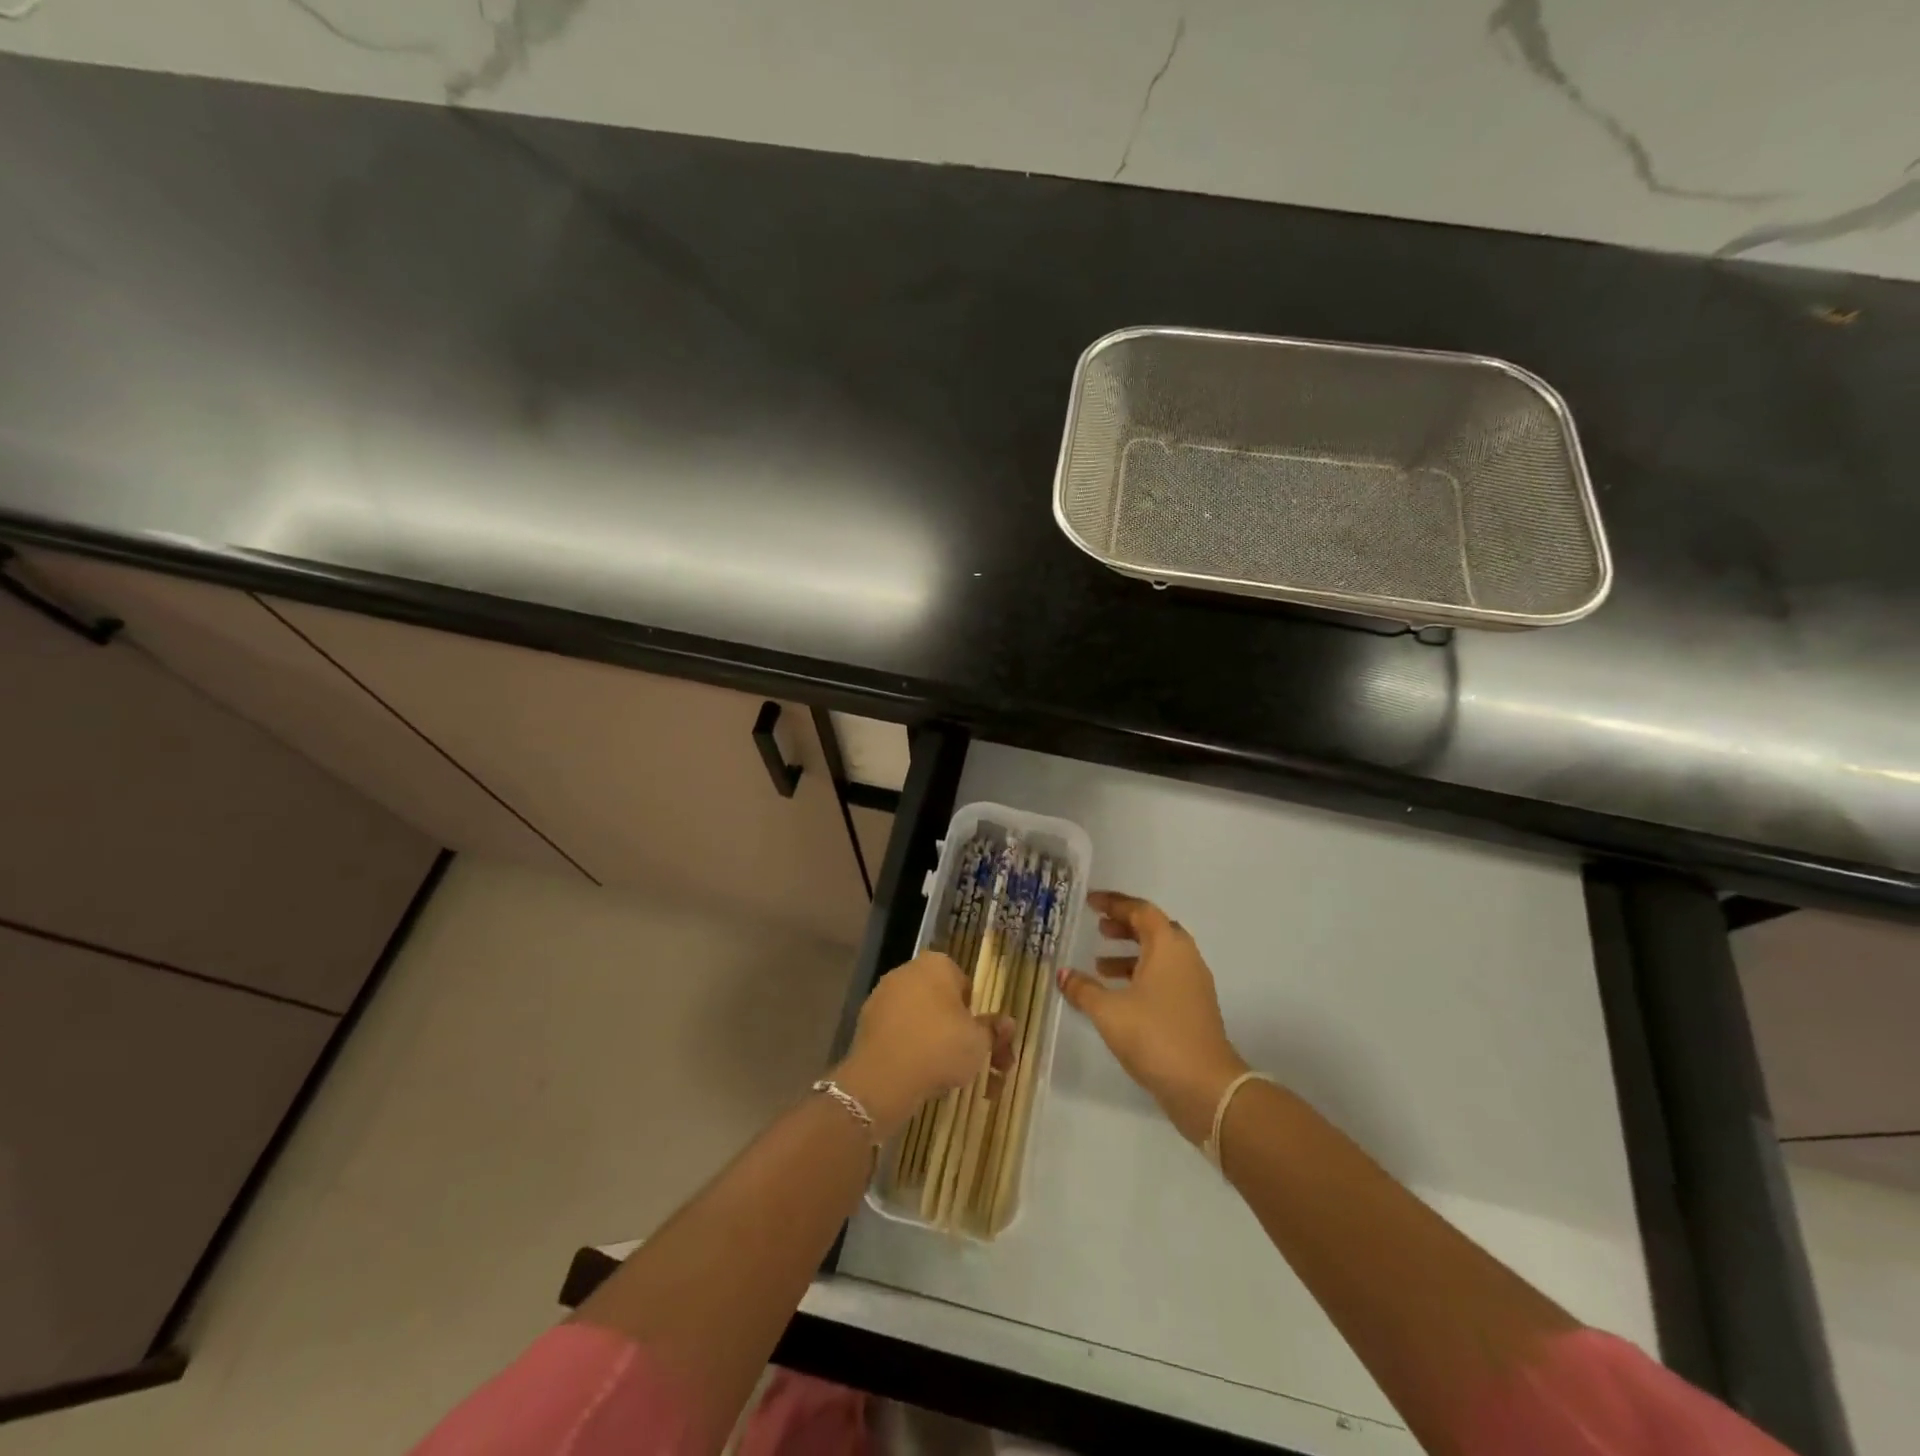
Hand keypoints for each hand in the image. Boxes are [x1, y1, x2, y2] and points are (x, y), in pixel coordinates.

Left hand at [832, 950, 1012, 1139]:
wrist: (883, 1077)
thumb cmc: (940, 1048)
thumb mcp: (979, 1042)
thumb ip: (993, 1030)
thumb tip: (1007, 1023)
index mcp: (937, 964)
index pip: (964, 986)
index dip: (974, 1015)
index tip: (977, 1040)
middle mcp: (907, 971)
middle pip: (939, 1000)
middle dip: (952, 1027)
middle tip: (964, 1060)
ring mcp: (883, 994)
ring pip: (917, 1017)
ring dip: (930, 1038)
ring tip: (940, 1073)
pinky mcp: (866, 1020)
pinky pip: (897, 1031)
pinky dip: (907, 1046)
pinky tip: (914, 1072)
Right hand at [1058, 891, 1249, 1144]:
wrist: (1206, 1087)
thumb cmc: (1155, 1036)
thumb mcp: (1109, 1011)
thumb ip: (1084, 989)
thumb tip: (1064, 974)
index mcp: (1168, 946)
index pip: (1140, 910)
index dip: (1114, 903)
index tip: (1090, 902)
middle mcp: (1185, 957)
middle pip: (1153, 929)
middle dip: (1124, 926)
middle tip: (1098, 928)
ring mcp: (1194, 983)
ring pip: (1159, 955)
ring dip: (1130, 954)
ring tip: (1099, 964)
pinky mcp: (1194, 1008)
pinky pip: (1164, 977)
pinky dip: (1140, 975)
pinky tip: (1118, 995)